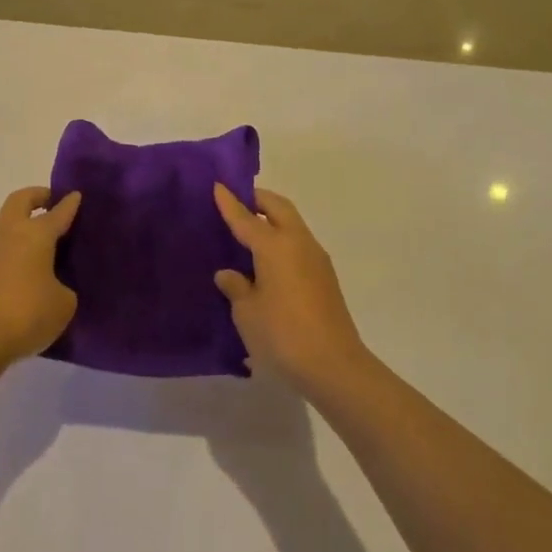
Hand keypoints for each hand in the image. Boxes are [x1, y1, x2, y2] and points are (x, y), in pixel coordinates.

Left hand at [0, 187, 81, 369]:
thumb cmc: (27, 316)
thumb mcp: (63, 304)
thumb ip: (62, 287)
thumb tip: (50, 285)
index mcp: (36, 235)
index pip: (57, 213)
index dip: (69, 204)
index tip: (75, 195)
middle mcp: (7, 233)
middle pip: (20, 200)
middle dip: (36, 196)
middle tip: (49, 201)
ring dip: (14, 224)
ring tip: (27, 241)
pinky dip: (2, 252)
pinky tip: (11, 270)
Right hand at [213, 183, 371, 395]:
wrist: (334, 366)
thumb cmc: (282, 335)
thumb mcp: (247, 312)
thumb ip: (236, 287)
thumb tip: (229, 273)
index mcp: (275, 246)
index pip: (246, 217)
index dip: (229, 202)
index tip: (217, 185)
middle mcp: (298, 243)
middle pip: (278, 208)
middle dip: (258, 199)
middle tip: (237, 201)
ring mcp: (316, 259)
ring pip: (293, 224)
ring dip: (273, 219)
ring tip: (250, 230)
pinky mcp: (325, 277)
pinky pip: (299, 245)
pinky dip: (282, 240)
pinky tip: (267, 260)